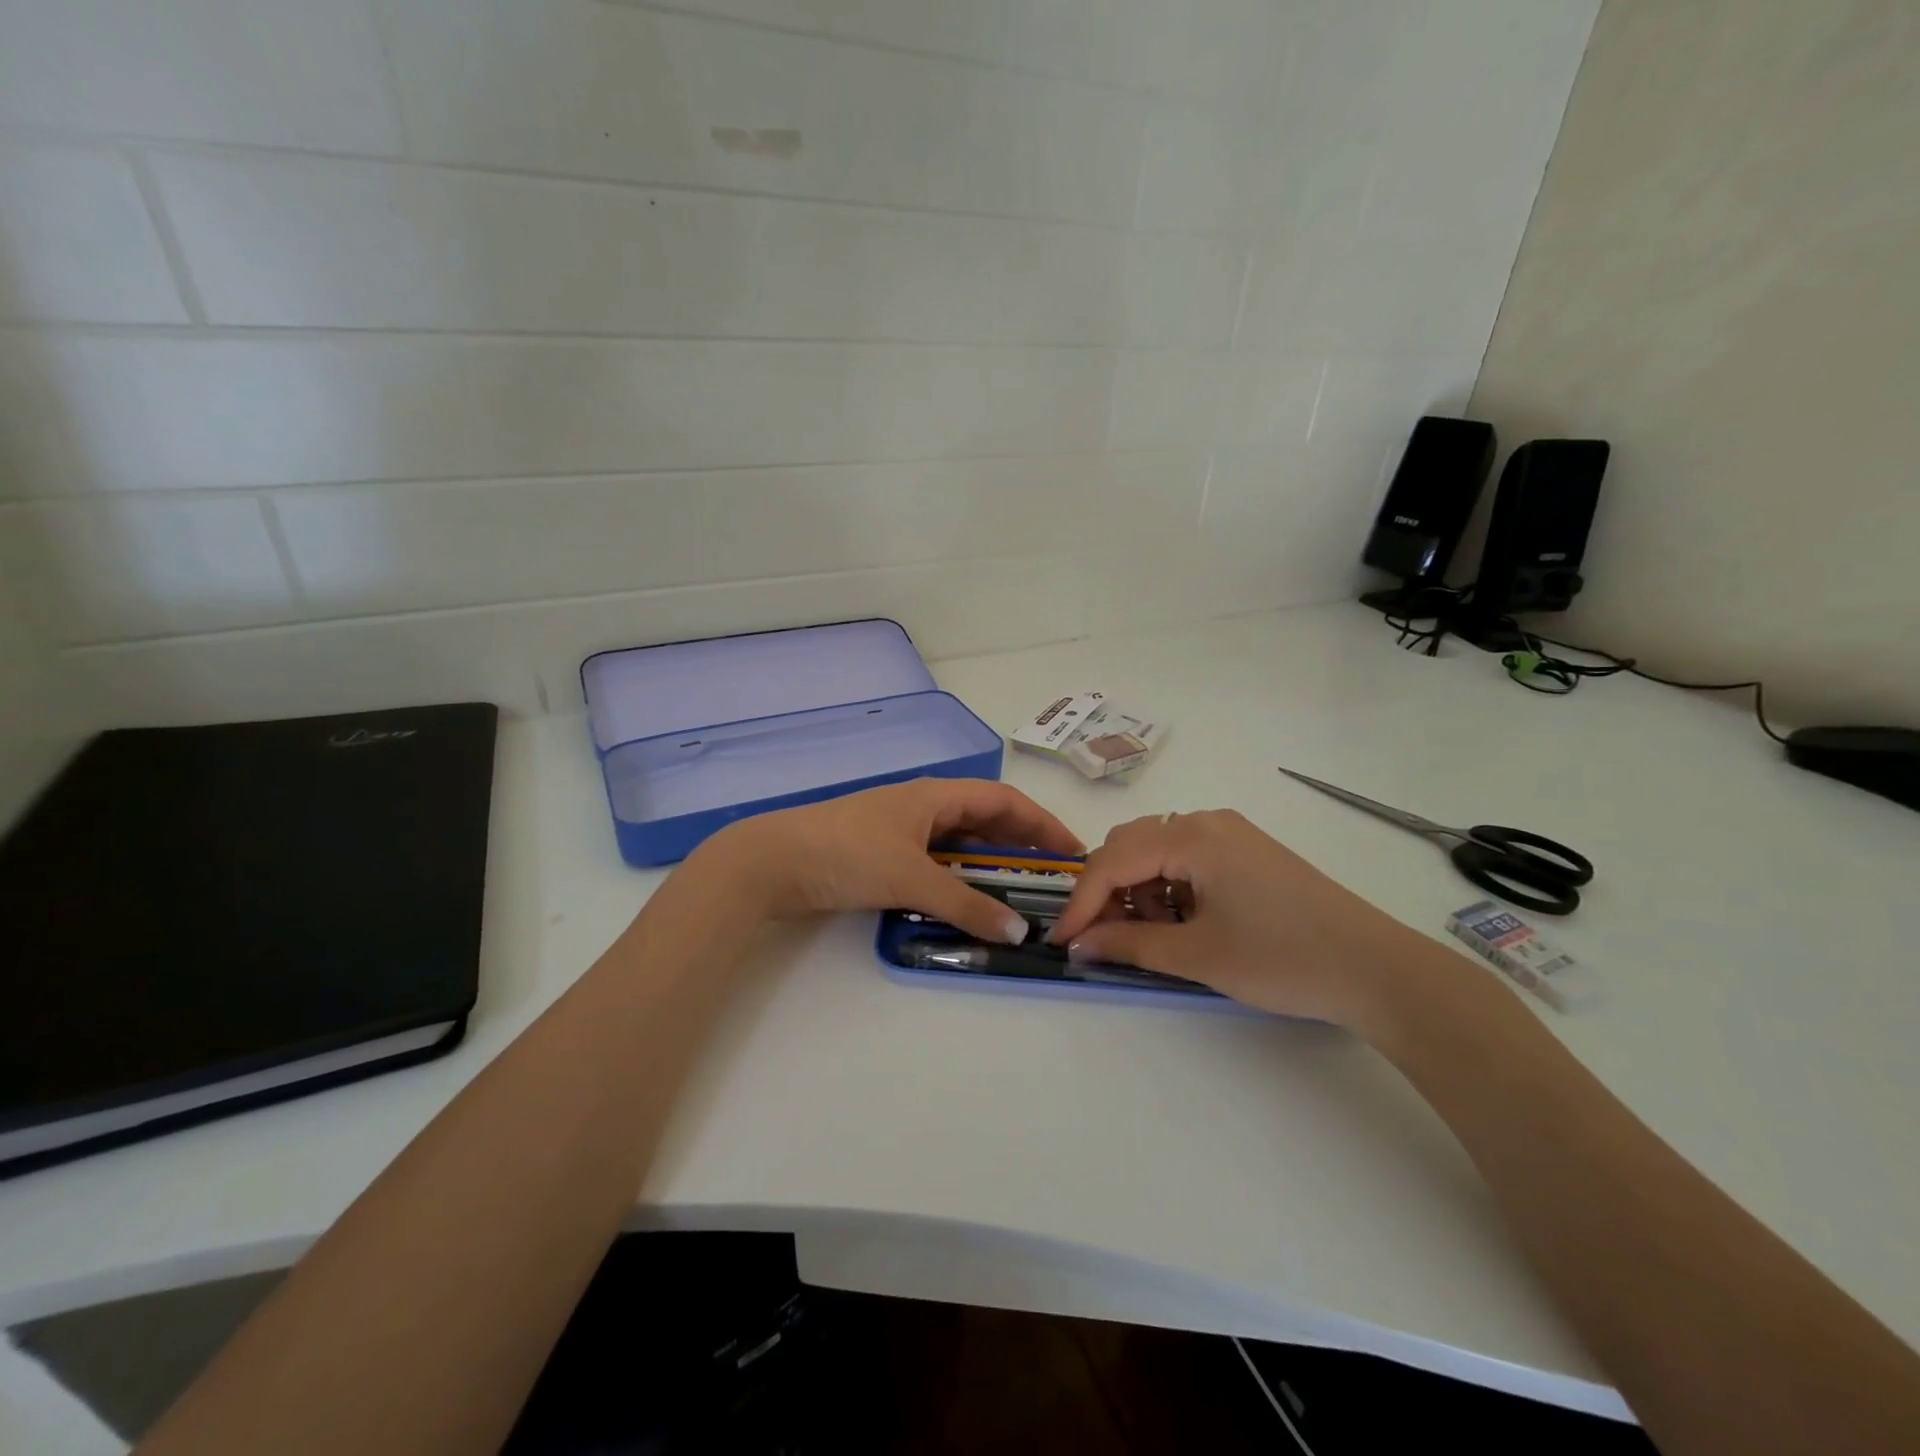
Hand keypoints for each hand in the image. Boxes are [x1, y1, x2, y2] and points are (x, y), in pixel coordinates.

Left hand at [691, 779, 1082, 943]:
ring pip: (959, 845)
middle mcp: (924, 807)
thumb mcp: (911, 878)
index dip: (1041, 823)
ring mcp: (901, 831)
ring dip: (988, 868)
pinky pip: (935, 864)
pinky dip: (957, 881)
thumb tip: (1020, 930)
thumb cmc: (846, 854)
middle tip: (1051, 881)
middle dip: (1020, 847)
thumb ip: (966, 905)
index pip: (1004, 801)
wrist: (771, 861)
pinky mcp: (882, 855)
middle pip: (985, 821)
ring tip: (1017, 897)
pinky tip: (966, 904)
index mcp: (936, 796)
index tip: (1072, 851)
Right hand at [1045, 810, 1438, 1026]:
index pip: (1113, 861)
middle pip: (1130, 846)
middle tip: (1105, 939)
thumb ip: (1129, 944)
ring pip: (1157, 850)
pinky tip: (1184, 923)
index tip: (1060, 941)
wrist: (1377, 969)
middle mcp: (1207, 821)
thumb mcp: (1198, 956)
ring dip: (1139, 890)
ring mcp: (1231, 833)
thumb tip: (1079, 945)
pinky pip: (1187, 858)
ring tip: (1155, 936)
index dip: (1081, 902)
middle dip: (1108, 891)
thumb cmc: (1283, 959)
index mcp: (1193, 836)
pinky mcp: (1247, 851)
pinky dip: (1170, 888)